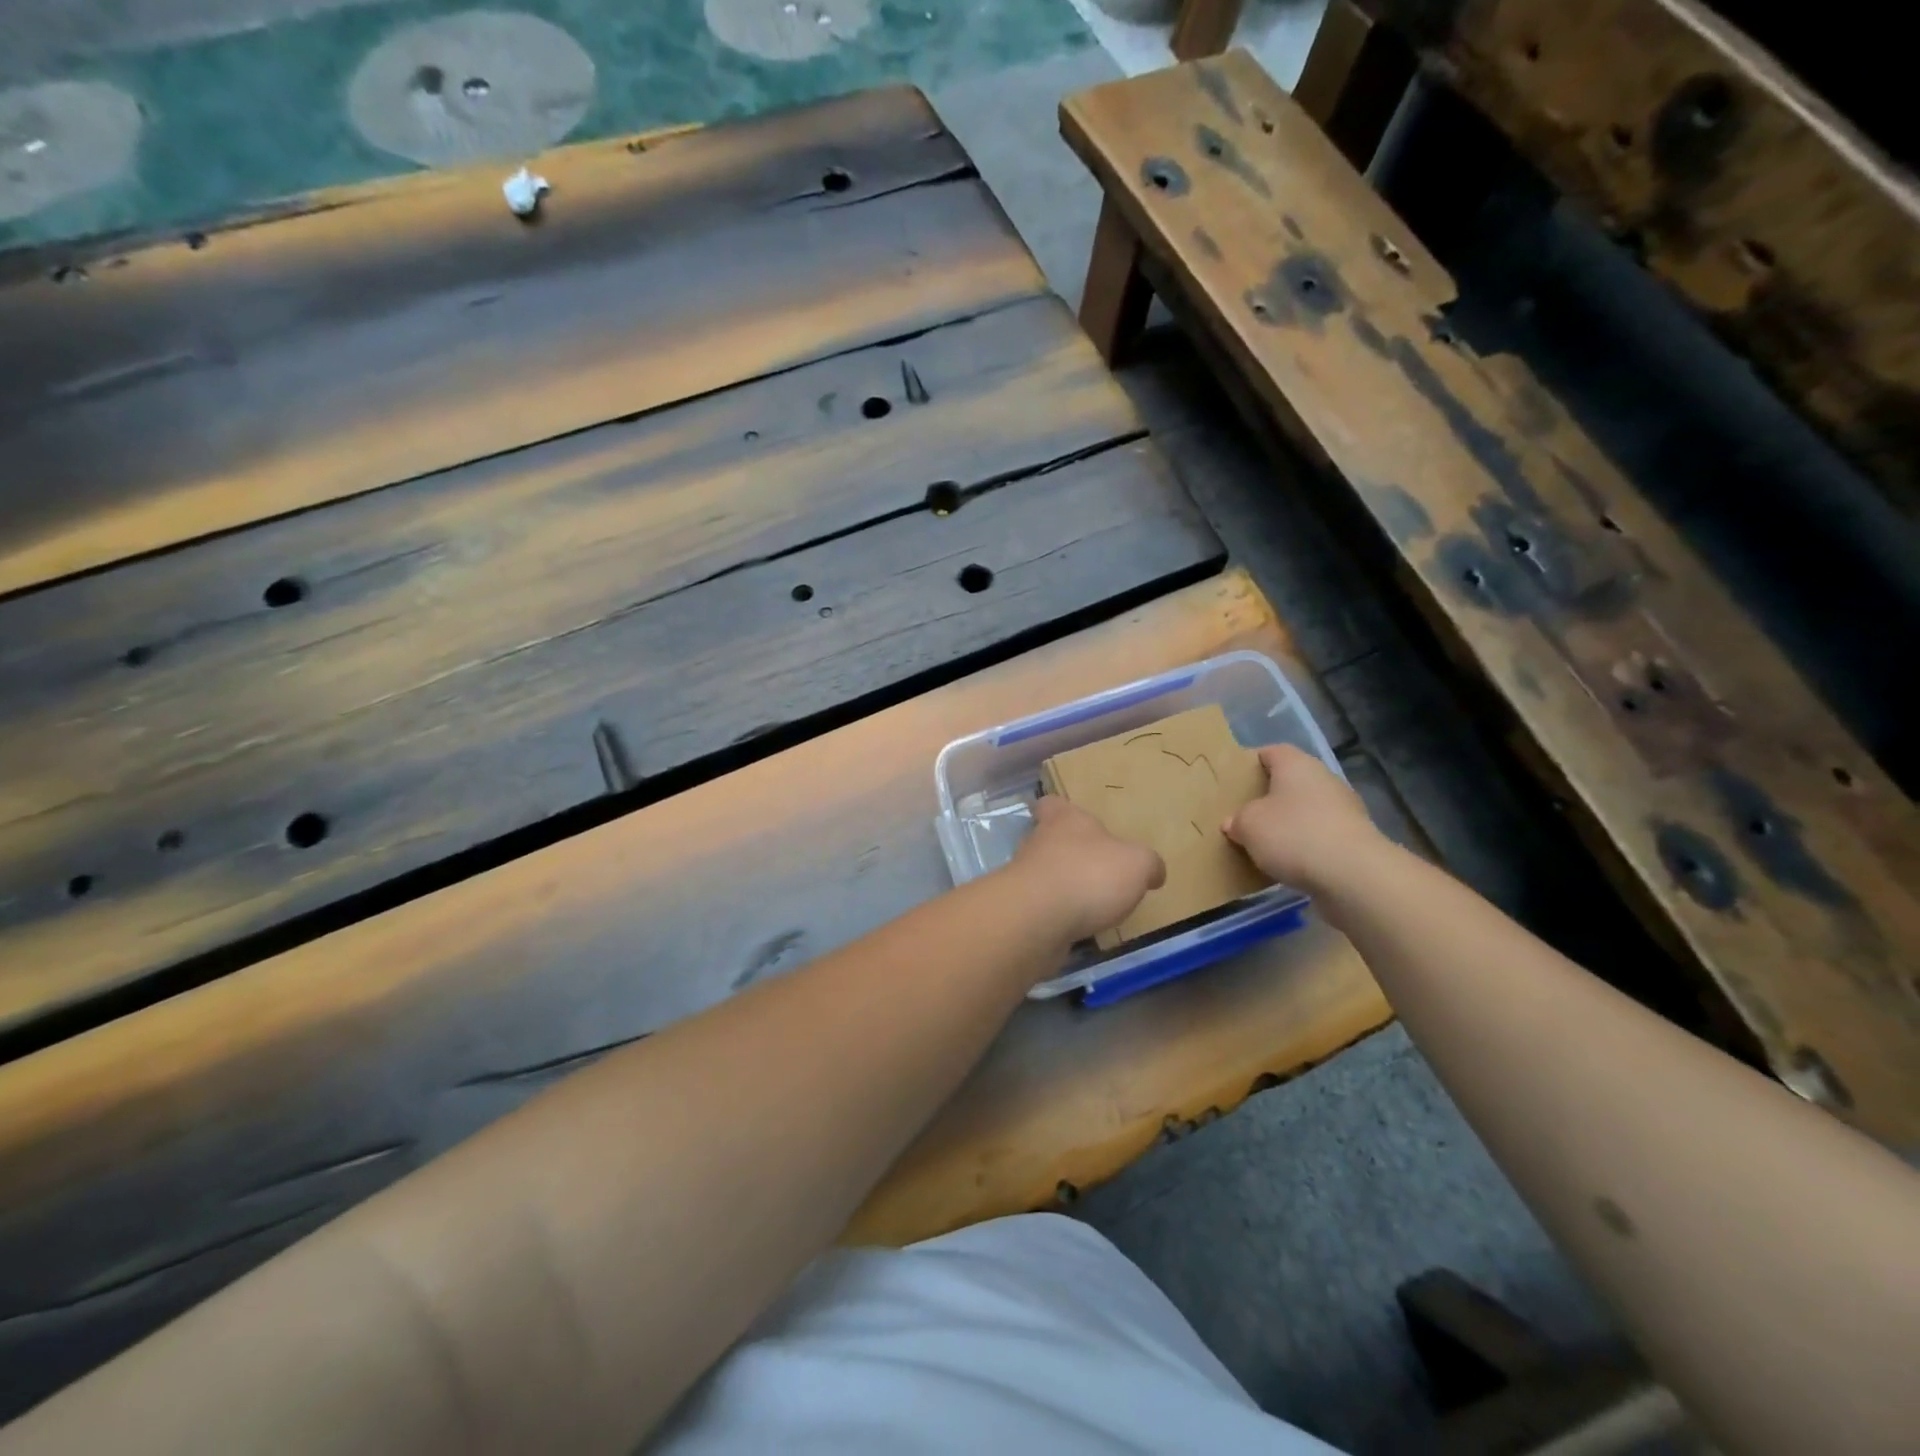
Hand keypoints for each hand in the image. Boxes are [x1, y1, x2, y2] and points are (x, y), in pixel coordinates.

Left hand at [1010, 796, 1165, 944]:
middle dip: (1070, 854)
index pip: (1053, 804)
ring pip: (1045, 875)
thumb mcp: (1137, 864)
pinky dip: (1057, 915)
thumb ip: (1148, 864)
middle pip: (1050, 840)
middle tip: (1097, 872)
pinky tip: (1077, 928)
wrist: (1037, 919)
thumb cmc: (1089, 875)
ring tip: (1092, 905)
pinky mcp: (1020, 909)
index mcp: (1065, 819)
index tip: (1074, 821)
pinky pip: (1041, 907)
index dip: (1062, 811)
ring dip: (1064, 887)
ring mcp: (1024, 877)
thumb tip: (1154, 872)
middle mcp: (1039, 842)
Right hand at [1223, 745, 1383, 893]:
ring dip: (1289, 822)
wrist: (1353, 874)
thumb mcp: (1248, 826)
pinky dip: (1306, 843)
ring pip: (1307, 808)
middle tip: (1245, 814)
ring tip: (1265, 842)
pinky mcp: (1356, 838)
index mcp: (1296, 764)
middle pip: (1291, 781)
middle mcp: (1323, 778)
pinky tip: (1290, 861)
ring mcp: (1345, 808)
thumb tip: (1234, 823)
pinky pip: (1321, 834)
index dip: (1251, 763)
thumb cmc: (1293, 835)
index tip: (1234, 781)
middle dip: (1269, 796)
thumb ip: (1238, 820)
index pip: (1271, 752)